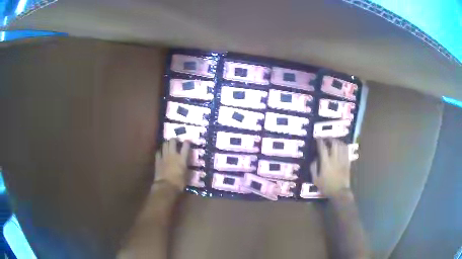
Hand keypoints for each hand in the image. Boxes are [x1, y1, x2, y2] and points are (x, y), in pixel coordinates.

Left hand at [154, 139, 189, 190]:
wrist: (165, 186)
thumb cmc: (179, 183)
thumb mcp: (186, 176)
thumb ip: (187, 169)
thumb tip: (188, 167)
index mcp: (182, 158)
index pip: (185, 146)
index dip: (187, 142)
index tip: (187, 141)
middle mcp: (173, 155)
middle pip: (172, 142)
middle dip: (174, 139)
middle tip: (176, 141)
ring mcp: (164, 156)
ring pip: (164, 144)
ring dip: (167, 143)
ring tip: (168, 144)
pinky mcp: (157, 160)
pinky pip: (158, 152)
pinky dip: (160, 151)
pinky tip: (161, 152)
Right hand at [310, 139, 350, 197]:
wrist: (339, 192)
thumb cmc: (326, 187)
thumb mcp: (315, 180)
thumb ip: (313, 169)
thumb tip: (314, 159)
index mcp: (326, 163)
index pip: (323, 148)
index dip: (320, 142)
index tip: (318, 138)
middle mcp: (334, 159)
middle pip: (334, 144)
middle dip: (330, 139)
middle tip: (327, 138)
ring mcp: (342, 160)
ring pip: (341, 146)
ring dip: (338, 141)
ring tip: (334, 141)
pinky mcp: (347, 163)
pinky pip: (347, 152)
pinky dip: (344, 147)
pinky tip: (342, 146)